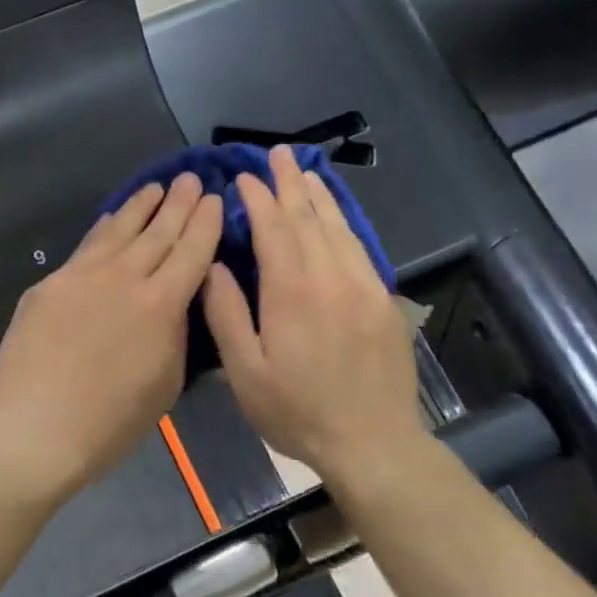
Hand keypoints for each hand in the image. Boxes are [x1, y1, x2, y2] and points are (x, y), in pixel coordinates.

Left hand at [0, 174, 222, 498]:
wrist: (37, 427)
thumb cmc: (111, 422)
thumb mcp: (166, 383)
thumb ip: (175, 334)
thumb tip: (174, 304)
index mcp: (162, 305)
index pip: (191, 252)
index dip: (204, 223)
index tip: (213, 197)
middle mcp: (124, 278)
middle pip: (158, 233)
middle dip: (178, 203)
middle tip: (189, 178)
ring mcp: (82, 276)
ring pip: (118, 231)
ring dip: (140, 207)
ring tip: (154, 188)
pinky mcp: (50, 284)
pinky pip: (84, 248)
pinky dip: (103, 229)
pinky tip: (109, 220)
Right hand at [203, 145, 423, 484]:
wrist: (373, 443)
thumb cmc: (297, 412)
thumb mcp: (245, 372)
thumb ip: (226, 314)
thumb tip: (213, 265)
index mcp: (293, 292)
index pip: (274, 228)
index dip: (257, 199)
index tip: (243, 178)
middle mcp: (332, 278)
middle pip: (309, 218)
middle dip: (290, 183)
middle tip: (277, 154)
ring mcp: (365, 287)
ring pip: (339, 228)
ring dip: (320, 196)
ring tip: (306, 172)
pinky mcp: (384, 302)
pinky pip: (361, 249)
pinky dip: (345, 223)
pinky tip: (337, 216)